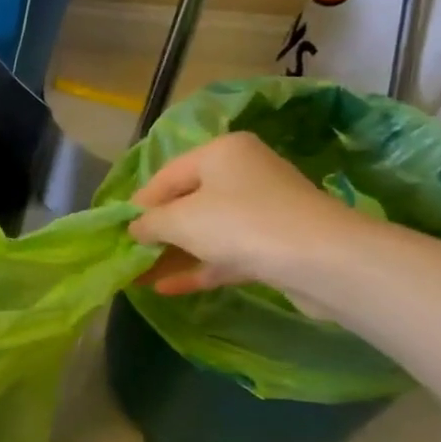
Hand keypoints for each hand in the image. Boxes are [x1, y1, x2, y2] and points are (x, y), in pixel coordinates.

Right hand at [127, 131, 376, 302]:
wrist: (322, 260)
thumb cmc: (240, 223)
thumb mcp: (180, 219)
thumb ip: (150, 222)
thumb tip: (134, 228)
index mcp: (222, 152)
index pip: (167, 175)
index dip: (139, 204)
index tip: (118, 230)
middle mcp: (243, 174)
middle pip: (188, 203)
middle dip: (157, 232)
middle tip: (129, 254)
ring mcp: (262, 211)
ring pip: (207, 232)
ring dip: (173, 254)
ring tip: (139, 276)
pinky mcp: (275, 245)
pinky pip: (226, 254)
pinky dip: (198, 268)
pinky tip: (166, 289)